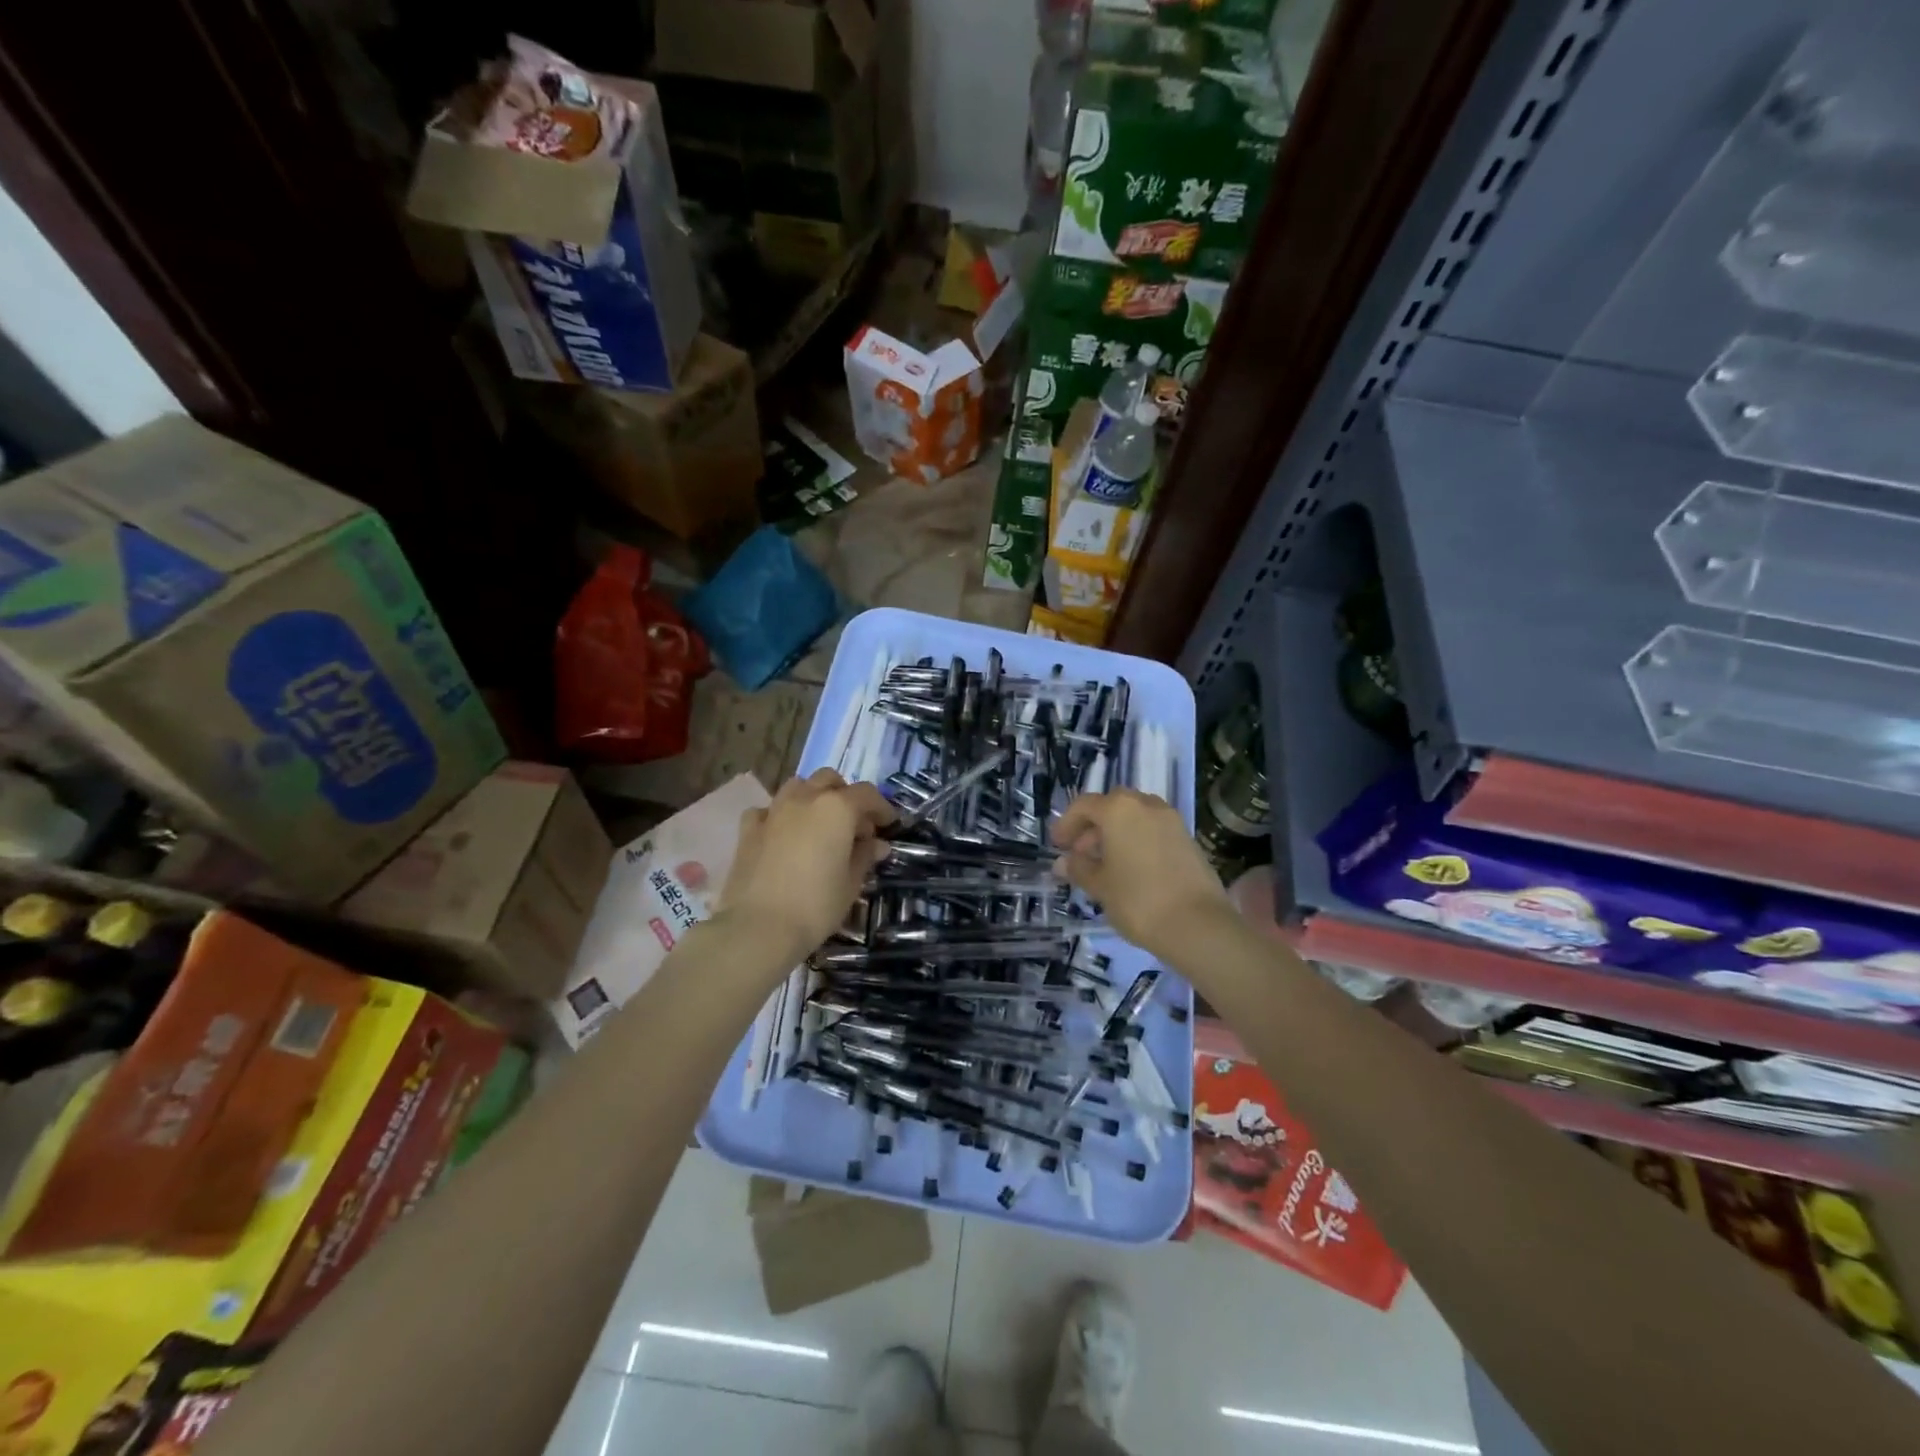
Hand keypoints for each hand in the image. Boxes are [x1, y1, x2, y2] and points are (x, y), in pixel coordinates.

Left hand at [720, 769, 895, 961]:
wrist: (758, 927)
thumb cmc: (816, 905)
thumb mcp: (851, 883)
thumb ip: (865, 856)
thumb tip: (877, 844)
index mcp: (837, 808)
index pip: (867, 795)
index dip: (881, 808)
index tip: (889, 826)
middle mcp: (805, 799)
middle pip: (830, 780)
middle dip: (846, 796)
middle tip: (854, 826)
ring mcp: (773, 811)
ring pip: (798, 787)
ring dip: (813, 797)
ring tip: (819, 825)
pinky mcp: (748, 829)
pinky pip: (768, 810)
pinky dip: (780, 816)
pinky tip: (783, 835)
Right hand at [1051, 789, 1230, 960]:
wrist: (1198, 925)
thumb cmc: (1138, 900)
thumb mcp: (1100, 886)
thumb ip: (1079, 869)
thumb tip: (1063, 863)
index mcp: (1118, 809)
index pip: (1084, 806)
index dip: (1066, 824)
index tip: (1058, 846)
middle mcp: (1145, 805)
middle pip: (1111, 806)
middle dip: (1093, 826)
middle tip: (1081, 854)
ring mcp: (1171, 820)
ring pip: (1134, 816)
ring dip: (1116, 832)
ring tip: (1106, 864)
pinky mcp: (1188, 838)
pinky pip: (1153, 830)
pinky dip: (1137, 840)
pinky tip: (1131, 870)